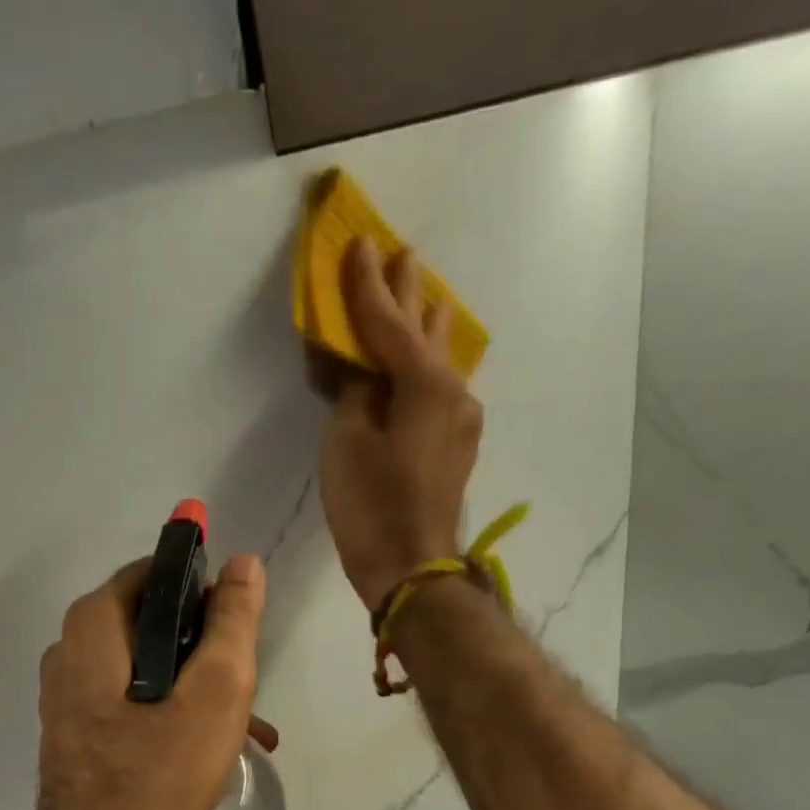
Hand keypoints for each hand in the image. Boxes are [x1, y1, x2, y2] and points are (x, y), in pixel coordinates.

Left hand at [35, 554, 267, 809]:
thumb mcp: (216, 690)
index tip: (237, 622)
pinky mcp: (75, 736)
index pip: (153, 574)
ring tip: (247, 724)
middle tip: (247, 679)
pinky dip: (170, 713)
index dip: (202, 588)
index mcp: (92, 629)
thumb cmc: (162, 774)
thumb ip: (232, 621)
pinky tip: (211, 748)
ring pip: (144, 669)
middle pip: (149, 624)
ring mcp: (66, 699)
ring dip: (195, 686)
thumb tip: (242, 562)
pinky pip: (130, 704)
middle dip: (205, 647)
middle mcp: (68, 655)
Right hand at [320, 237, 483, 614]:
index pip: (389, 322)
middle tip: (400, 253)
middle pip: (428, 329)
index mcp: (424, 384)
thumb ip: (355, 393)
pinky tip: (427, 355)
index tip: (358, 241)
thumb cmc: (371, 507)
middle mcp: (454, 390)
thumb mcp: (346, 443)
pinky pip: (442, 385)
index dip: (368, 284)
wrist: (412, 568)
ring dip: (426, 324)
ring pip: (443, 356)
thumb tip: (364, 371)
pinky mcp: (458, 442)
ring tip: (420, 294)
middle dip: (410, 292)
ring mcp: (462, 417)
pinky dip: (428, 363)